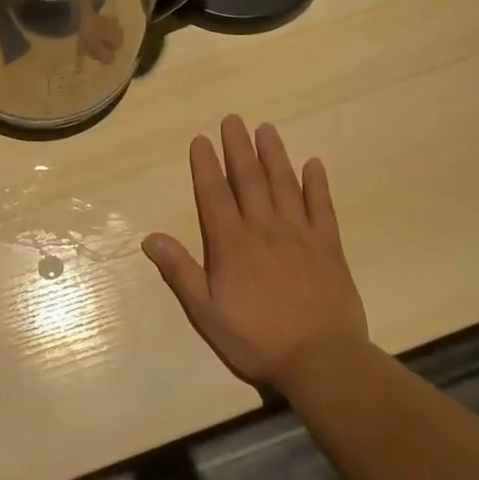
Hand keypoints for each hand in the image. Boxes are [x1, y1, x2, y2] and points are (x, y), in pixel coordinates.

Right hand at [142, 116, 368, 384]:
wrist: (322, 361)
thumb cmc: (257, 339)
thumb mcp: (206, 312)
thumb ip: (180, 272)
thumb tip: (149, 238)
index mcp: (231, 243)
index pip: (214, 194)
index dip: (205, 165)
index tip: (201, 139)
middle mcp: (263, 228)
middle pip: (249, 179)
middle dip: (238, 147)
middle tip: (233, 119)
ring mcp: (300, 235)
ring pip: (284, 185)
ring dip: (274, 155)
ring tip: (266, 129)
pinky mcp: (329, 247)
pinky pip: (322, 208)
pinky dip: (317, 185)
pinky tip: (314, 164)